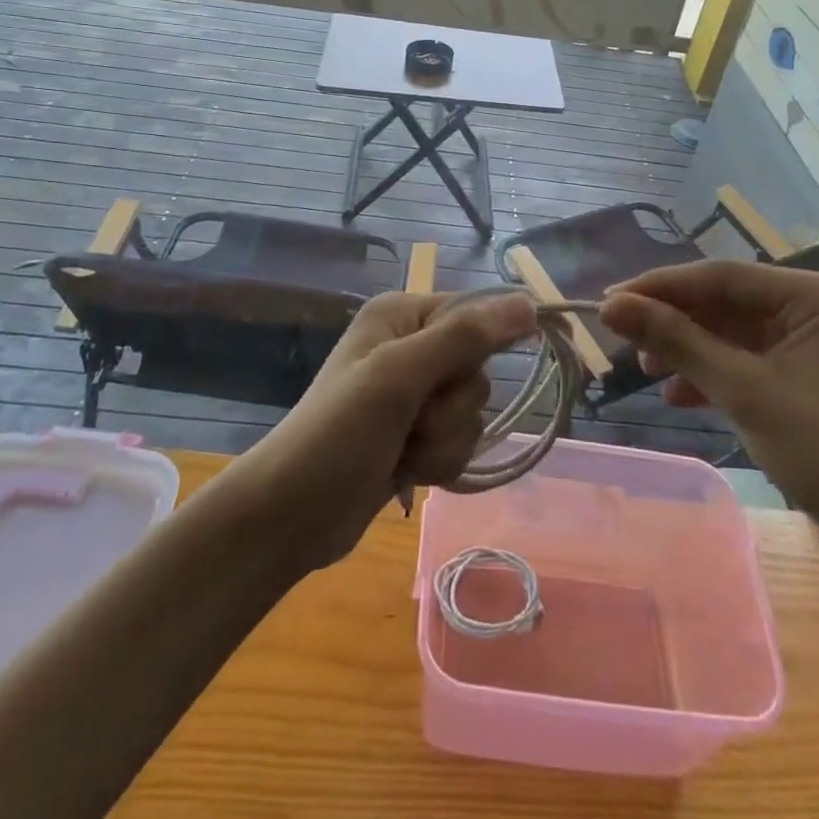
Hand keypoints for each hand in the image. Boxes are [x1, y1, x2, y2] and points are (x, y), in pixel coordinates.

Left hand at [231, 290, 537, 569]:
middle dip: (452, 407)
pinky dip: (439, 460)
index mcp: (401, 315)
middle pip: (476, 369)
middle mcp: (410, 345)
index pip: (473, 314)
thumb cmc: (338, 433)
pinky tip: (405, 471)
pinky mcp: (415, 435)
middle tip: (412, 420)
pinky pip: (458, 440)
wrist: (290, 515)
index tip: (465, 379)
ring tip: (403, 451)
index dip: (481, 347)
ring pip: (471, 411)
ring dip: (444, 440)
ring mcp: (413, 394)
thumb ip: (463, 338)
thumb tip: (528, 303)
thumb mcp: (398, 376)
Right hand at [599, 262, 818, 559]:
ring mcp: (810, 343)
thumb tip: (611, 307)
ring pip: (730, 331)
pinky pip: (744, 359)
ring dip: (687, 349)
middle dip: (674, 321)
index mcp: (814, 296)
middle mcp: (814, 308)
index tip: (610, 300)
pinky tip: (678, 395)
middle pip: (725, 302)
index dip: (662, 286)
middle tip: (623, 336)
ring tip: (645, 367)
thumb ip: (677, 341)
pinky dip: (710, 373)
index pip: (722, 277)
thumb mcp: (742, 390)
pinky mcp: (802, 375)